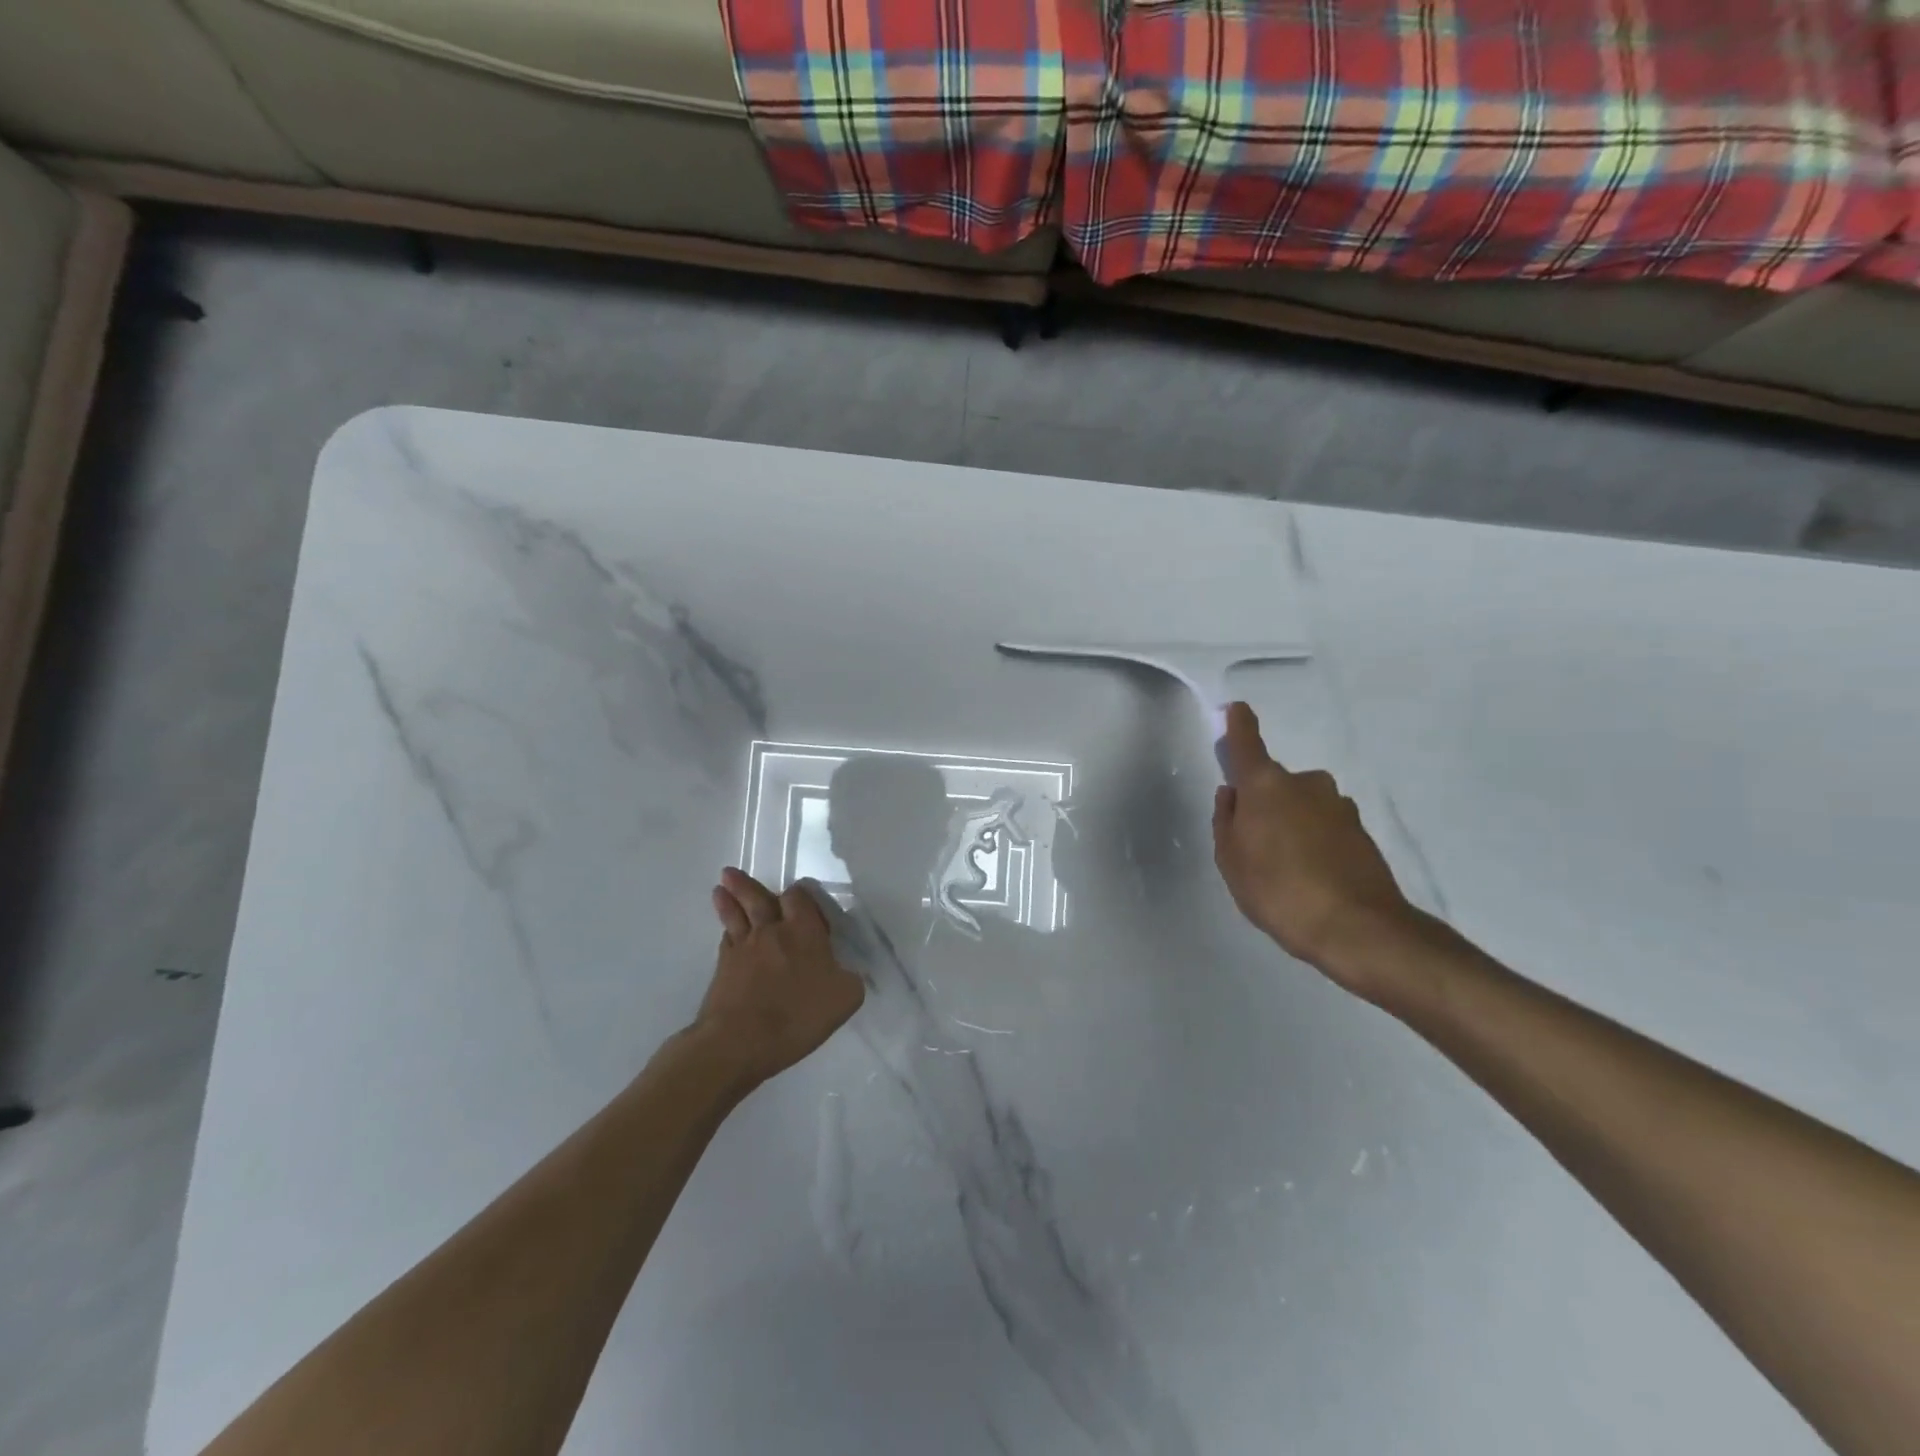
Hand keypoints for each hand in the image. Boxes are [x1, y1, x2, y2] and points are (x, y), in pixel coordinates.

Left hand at [697, 868, 865, 1086]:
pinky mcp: (723, 968)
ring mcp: (744, 947)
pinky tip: (726, 931)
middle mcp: (772, 931)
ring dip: (729, 899)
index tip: (801, 896)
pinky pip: (726, 940)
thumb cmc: (797, 1015)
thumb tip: (848, 972)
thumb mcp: (845, 998)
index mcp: (804, 931)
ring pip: (736, 915)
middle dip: (747, 885)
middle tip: (731, 873)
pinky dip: (726, 931)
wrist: (739, 1041)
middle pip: (758, 899)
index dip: (800, 894)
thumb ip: (850, 978)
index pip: (800, 898)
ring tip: (720, 887)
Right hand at [1213, 702, 1417, 996]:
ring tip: (1284, 869)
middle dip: (1262, 803)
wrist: (1359, 929)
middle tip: (1253, 844)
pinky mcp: (1361, 832)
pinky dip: (1314, 842)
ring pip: (1302, 806)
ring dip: (1291, 824)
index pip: (1247, 744)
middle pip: (1274, 784)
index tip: (1236, 710)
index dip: (1239, 725)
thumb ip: (1226, 821)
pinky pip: (1324, 826)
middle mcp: (1305, 784)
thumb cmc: (1279, 890)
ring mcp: (1339, 806)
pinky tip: (1311, 878)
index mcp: (1266, 786)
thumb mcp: (1231, 861)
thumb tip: (1233, 795)